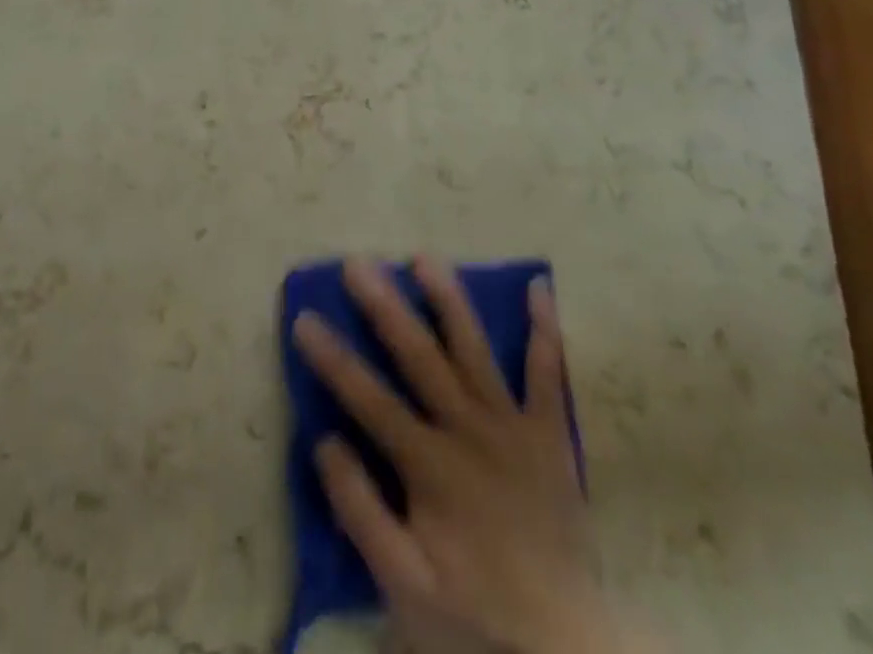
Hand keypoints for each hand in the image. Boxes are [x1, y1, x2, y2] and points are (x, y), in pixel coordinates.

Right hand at [293, 258, 622, 653]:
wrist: (568, 653)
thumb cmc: (476, 617)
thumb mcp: (404, 587)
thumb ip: (361, 512)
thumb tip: (325, 440)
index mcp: (431, 466)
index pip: (368, 399)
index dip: (332, 358)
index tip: (304, 317)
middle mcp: (470, 432)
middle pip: (419, 358)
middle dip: (384, 307)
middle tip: (359, 263)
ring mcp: (514, 428)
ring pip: (475, 351)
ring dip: (449, 301)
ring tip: (425, 258)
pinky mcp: (550, 437)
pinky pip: (551, 377)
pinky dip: (546, 332)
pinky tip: (538, 288)